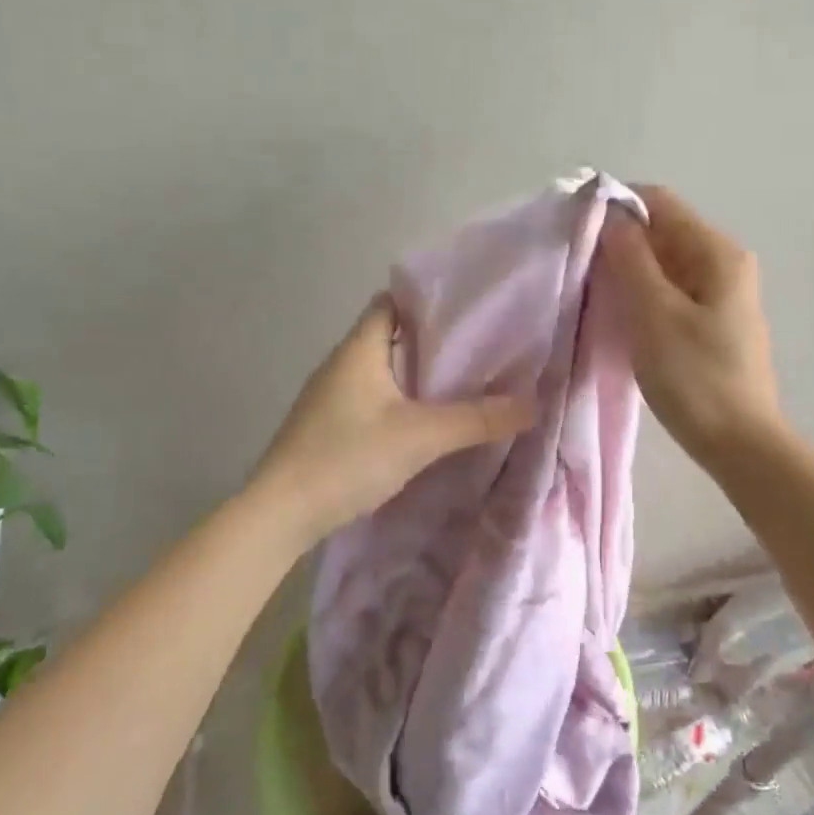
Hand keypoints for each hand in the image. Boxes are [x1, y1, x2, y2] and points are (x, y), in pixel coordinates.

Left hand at [247, 296, 535, 543]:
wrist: (280, 514)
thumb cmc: (347, 457)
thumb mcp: (421, 436)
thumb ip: (477, 419)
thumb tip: (533, 403)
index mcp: (358, 349)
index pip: (392, 302)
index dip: (428, 300)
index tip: (469, 309)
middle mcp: (341, 364)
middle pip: (390, 335)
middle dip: (432, 340)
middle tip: (480, 348)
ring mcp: (330, 396)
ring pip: (382, 370)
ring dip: (416, 373)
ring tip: (462, 381)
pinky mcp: (329, 425)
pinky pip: (372, 398)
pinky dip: (400, 400)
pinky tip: (425, 420)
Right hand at [600, 185, 782, 467]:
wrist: (740, 444)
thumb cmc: (694, 377)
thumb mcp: (653, 313)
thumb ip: (630, 258)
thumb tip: (611, 215)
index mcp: (717, 251)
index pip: (659, 202)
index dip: (616, 208)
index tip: (578, 230)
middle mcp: (725, 262)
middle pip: (663, 231)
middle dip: (620, 243)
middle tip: (580, 268)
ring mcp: (722, 293)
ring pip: (665, 263)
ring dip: (629, 271)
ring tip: (595, 293)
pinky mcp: (713, 321)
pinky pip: (672, 290)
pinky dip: (644, 294)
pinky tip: (622, 316)